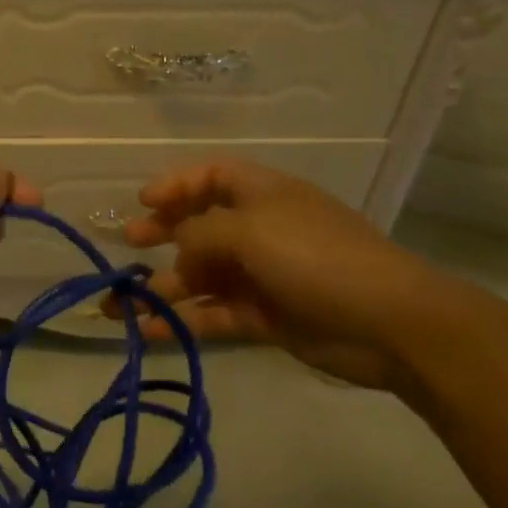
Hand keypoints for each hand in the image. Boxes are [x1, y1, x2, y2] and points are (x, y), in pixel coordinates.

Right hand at [105, 159, 455, 394]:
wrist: (389, 323)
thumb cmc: (316, 257)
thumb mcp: (251, 230)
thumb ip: (201, 233)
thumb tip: (179, 248)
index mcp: (263, 195)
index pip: (214, 176)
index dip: (177, 185)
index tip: (143, 202)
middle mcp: (261, 230)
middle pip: (202, 225)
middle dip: (163, 233)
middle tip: (128, 243)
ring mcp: (264, 275)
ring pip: (202, 276)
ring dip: (162, 288)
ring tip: (118, 305)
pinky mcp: (266, 317)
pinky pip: (214, 313)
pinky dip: (182, 320)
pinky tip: (149, 331)